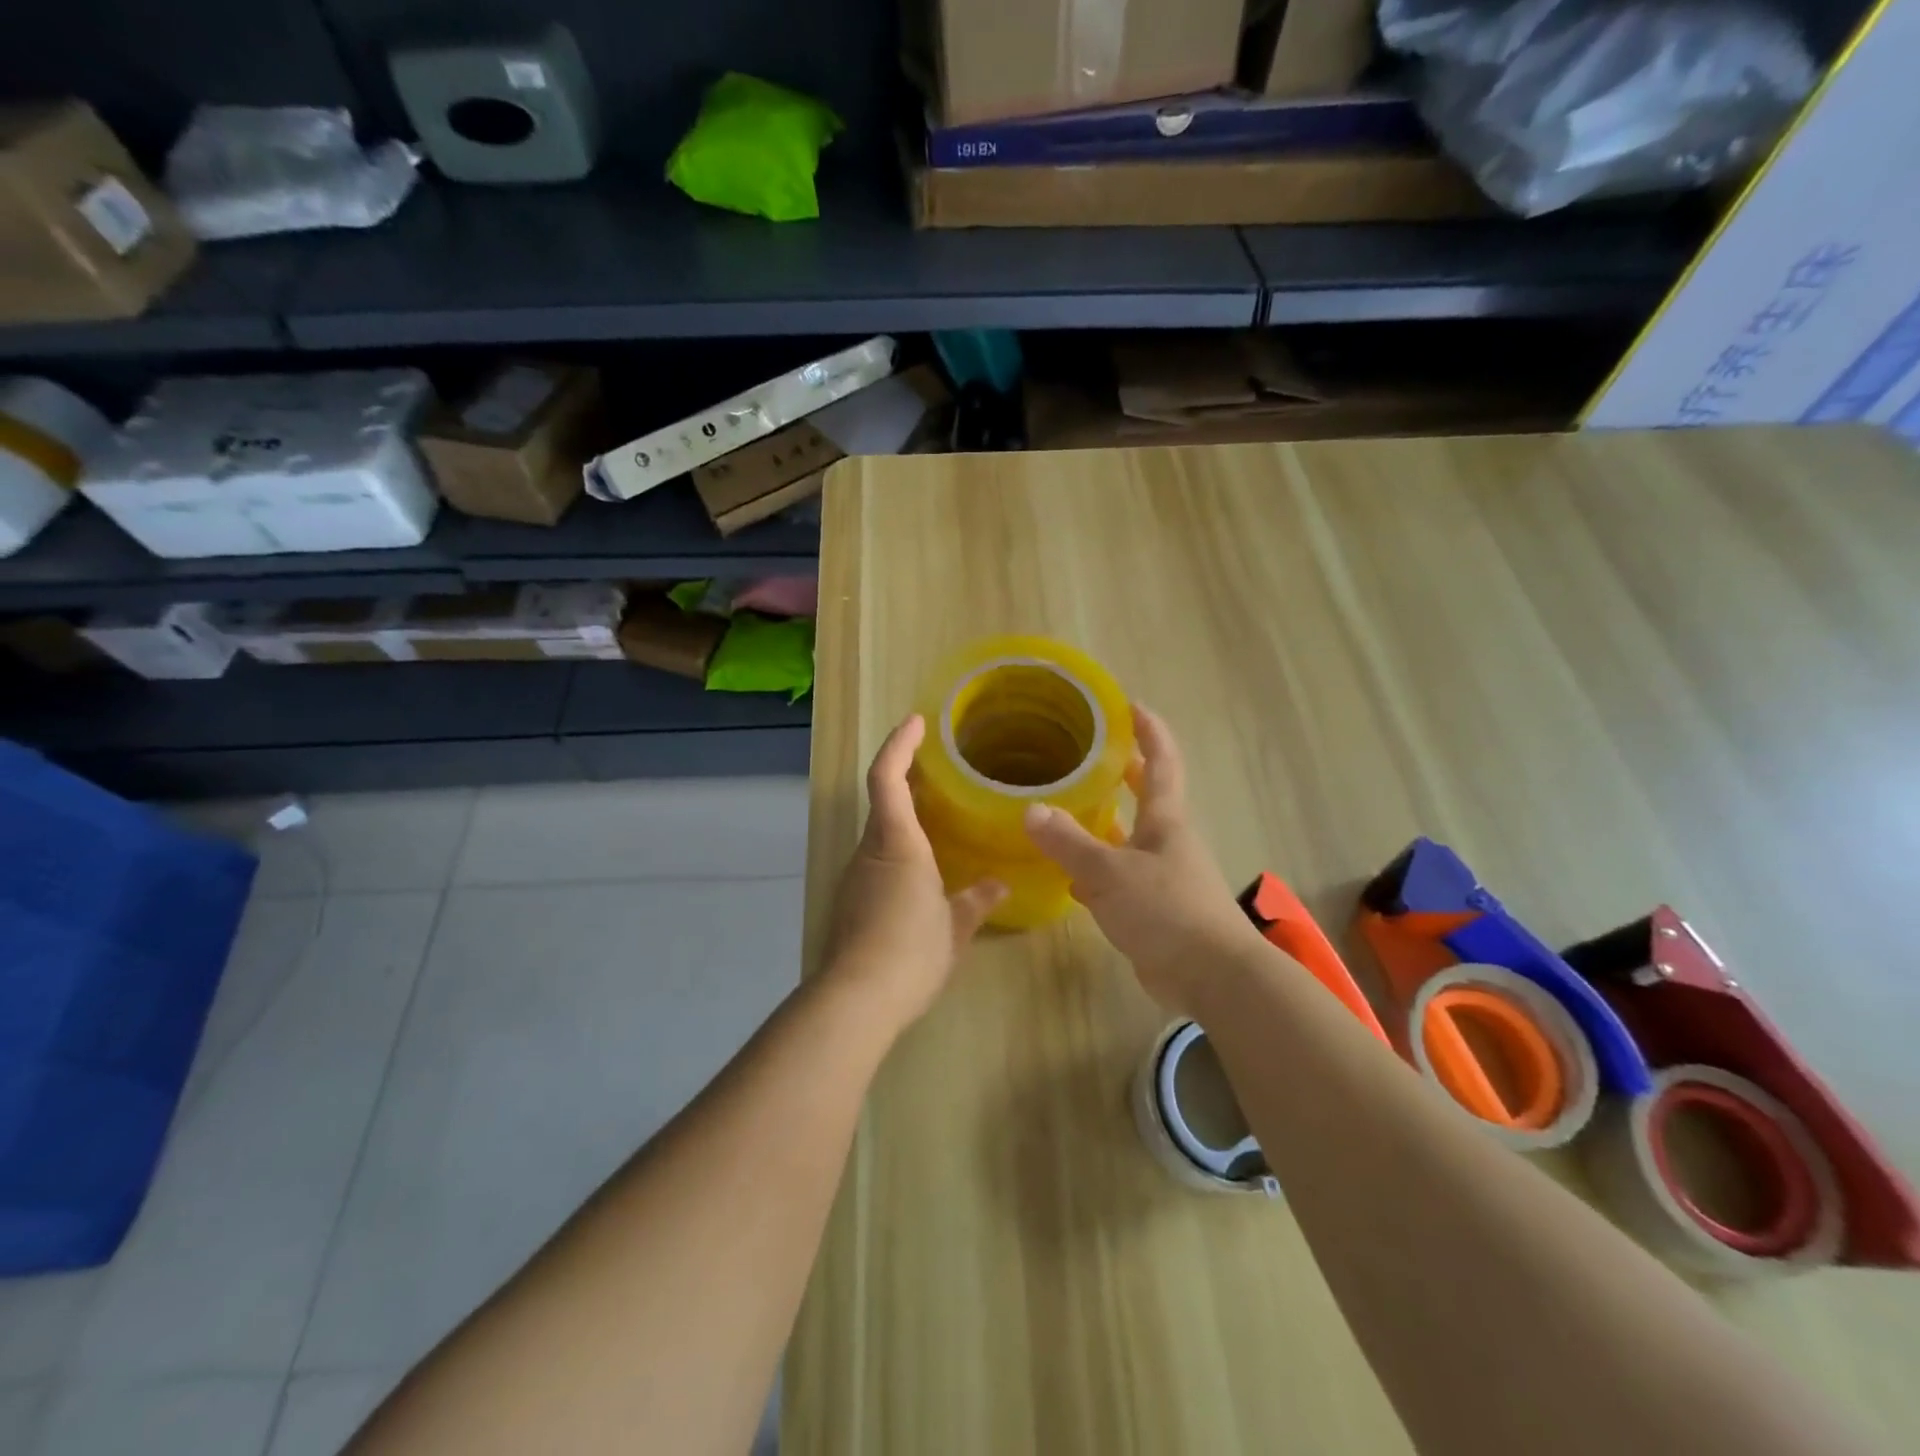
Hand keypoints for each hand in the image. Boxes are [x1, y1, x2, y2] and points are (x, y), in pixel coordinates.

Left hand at [823, 714, 1006, 1027]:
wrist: (857, 999)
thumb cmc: (911, 951)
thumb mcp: (955, 927)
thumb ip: (976, 901)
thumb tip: (998, 885)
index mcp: (898, 843)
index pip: (888, 777)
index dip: (900, 744)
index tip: (917, 722)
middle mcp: (871, 850)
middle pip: (883, 800)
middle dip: (906, 777)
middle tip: (941, 769)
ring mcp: (857, 876)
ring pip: (881, 831)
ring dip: (904, 816)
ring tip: (940, 819)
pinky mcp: (852, 901)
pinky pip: (878, 859)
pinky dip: (900, 849)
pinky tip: (923, 871)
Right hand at [1024, 705, 1262, 1017]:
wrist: (1211, 976)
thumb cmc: (1166, 910)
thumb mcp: (1110, 873)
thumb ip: (1069, 843)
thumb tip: (1031, 810)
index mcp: (1164, 820)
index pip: (1161, 761)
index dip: (1148, 730)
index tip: (1128, 705)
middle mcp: (1166, 840)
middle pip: (1147, 795)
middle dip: (1125, 771)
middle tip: (1090, 753)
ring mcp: (1162, 875)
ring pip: (1128, 838)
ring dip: (1103, 823)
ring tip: (1065, 810)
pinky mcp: (1153, 908)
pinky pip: (1119, 877)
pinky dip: (1096, 872)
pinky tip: (1069, 878)